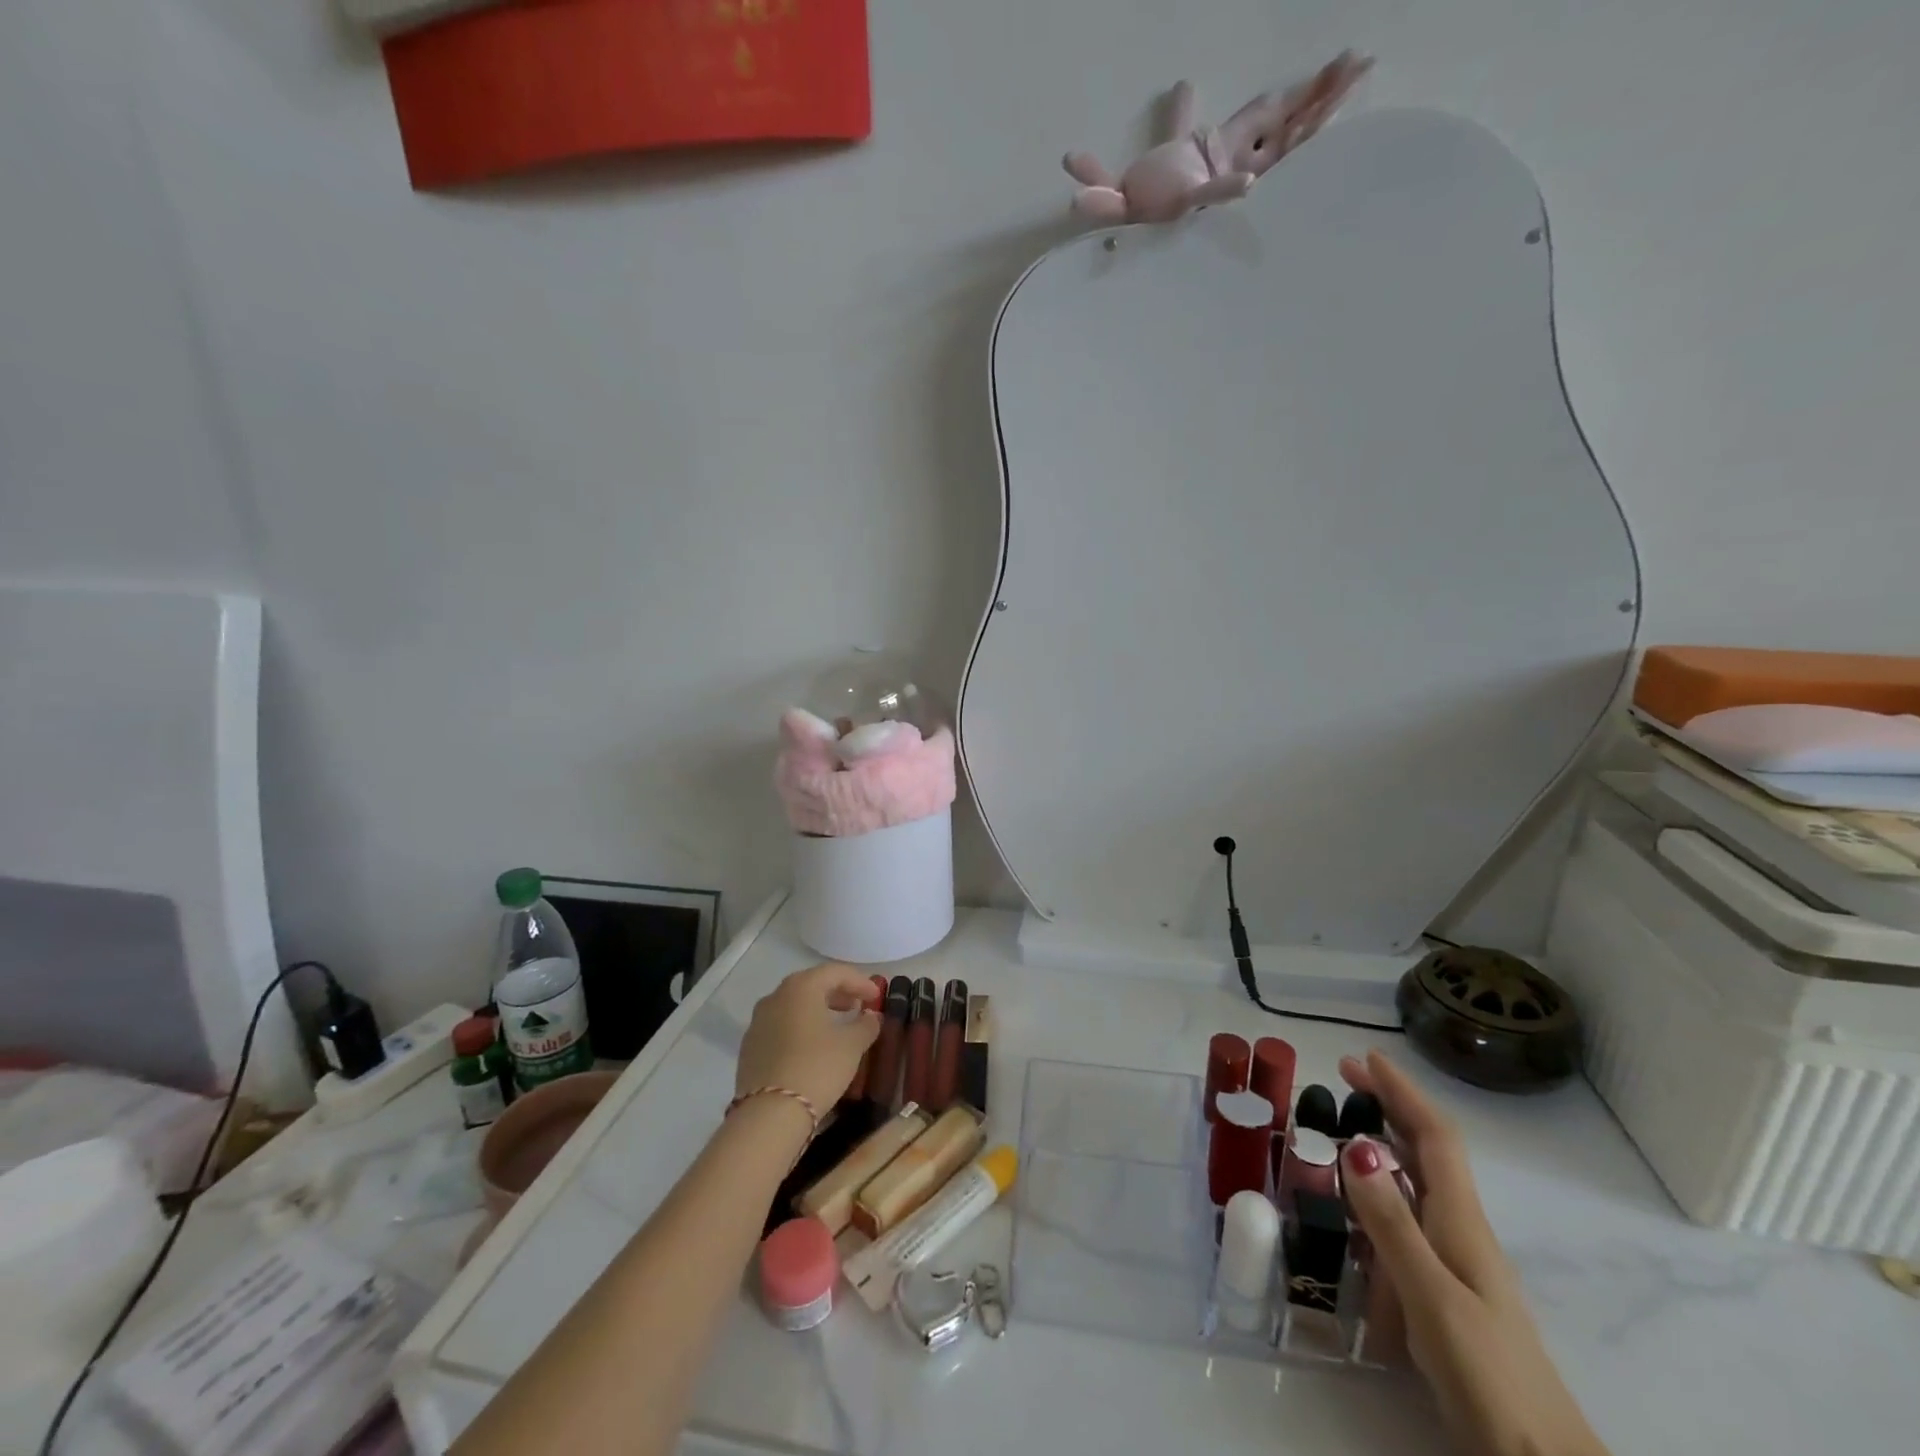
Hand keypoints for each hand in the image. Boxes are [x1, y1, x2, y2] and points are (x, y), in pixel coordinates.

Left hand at [736, 963, 880, 1115]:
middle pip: (811, 985)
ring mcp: (758, 1022)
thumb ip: (866, 1025)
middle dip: (837, 993)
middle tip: (857, 1007)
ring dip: (817, 1010)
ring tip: (836, 1026)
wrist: (769, 1114)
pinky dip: (799, 1028)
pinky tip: (811, 1047)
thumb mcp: (851, 1045)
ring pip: (793, 1006)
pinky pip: (780, 1026)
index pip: (835, 972)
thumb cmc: (817, 1067)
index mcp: (801, 987)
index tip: (876, 997)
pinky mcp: (749, 1047)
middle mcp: (776, 996)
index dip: (859, 981)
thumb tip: (871, 1016)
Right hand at [1338, 1052, 1607, 1455]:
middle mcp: (1460, 1230)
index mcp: (1461, 1221)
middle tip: (1344, 1079)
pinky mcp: (1447, 1291)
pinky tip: (1358, 1217)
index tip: (1366, 1057)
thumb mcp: (1431, 1296)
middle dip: (1389, 1107)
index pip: (1433, 1137)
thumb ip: (1391, 1223)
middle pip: (1426, 1151)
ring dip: (1383, 1149)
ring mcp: (1457, 1263)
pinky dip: (1380, 1200)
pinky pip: (1408, 1225)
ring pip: (1417, 1186)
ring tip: (1340, 1135)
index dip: (1403, 1091)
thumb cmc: (1488, 1375)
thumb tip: (1357, 1145)